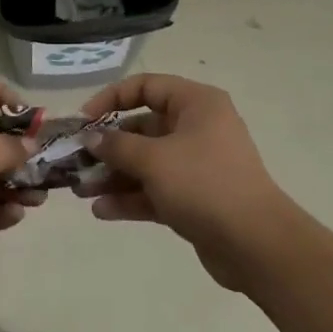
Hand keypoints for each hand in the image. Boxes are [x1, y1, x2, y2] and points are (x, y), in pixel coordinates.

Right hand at [79, 74, 298, 289]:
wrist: (256, 245)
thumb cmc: (204, 184)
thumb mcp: (154, 159)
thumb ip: (117, 145)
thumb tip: (92, 138)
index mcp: (196, 104)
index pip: (146, 86)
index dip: (111, 99)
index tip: (84, 121)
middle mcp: (198, 128)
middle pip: (143, 128)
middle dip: (108, 146)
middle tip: (76, 162)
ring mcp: (197, 165)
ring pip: (147, 163)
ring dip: (114, 175)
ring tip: (81, 191)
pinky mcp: (196, 199)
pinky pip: (156, 190)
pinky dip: (131, 198)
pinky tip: (101, 211)